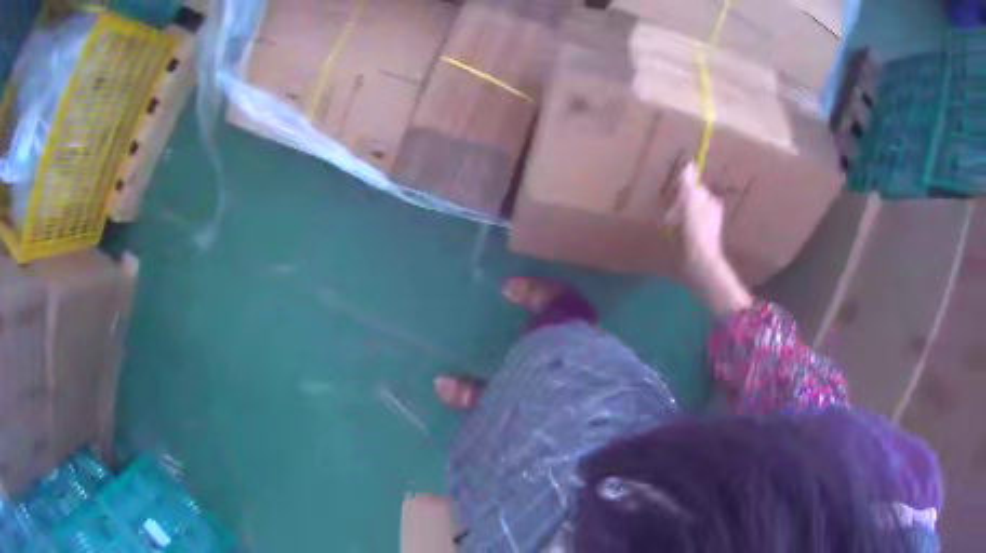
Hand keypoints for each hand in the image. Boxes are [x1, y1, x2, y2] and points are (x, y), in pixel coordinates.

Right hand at [664, 162, 751, 315]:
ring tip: (671, 228)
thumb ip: (689, 184)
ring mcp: (707, 229)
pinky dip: (681, 230)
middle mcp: (712, 214)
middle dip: (679, 206)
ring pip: (689, 216)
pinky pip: (688, 229)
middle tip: (671, 217)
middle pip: (691, 202)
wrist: (700, 264)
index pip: (695, 189)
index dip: (683, 192)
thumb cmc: (696, 232)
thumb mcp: (690, 203)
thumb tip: (689, 163)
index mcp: (712, 203)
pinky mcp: (701, 242)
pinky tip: (675, 237)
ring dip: (678, 218)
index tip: (674, 198)